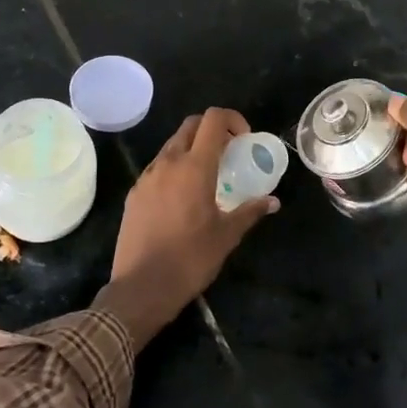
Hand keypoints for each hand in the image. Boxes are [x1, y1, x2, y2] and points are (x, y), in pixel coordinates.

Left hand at [100, 108, 277, 350]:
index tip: (243, 139)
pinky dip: (174, 169)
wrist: (141, 288)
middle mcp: (168, 163)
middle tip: (228, 153)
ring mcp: (147, 177)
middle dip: (212, 130)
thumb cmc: (190, 259)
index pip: (212, 119)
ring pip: (172, 146)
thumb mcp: (227, 236)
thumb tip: (272, 201)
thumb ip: (250, 211)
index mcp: (194, 167)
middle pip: (190, 126)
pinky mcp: (134, 193)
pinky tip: (183, 197)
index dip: (232, 119)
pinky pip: (157, 168)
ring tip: (207, 176)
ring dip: (192, 149)